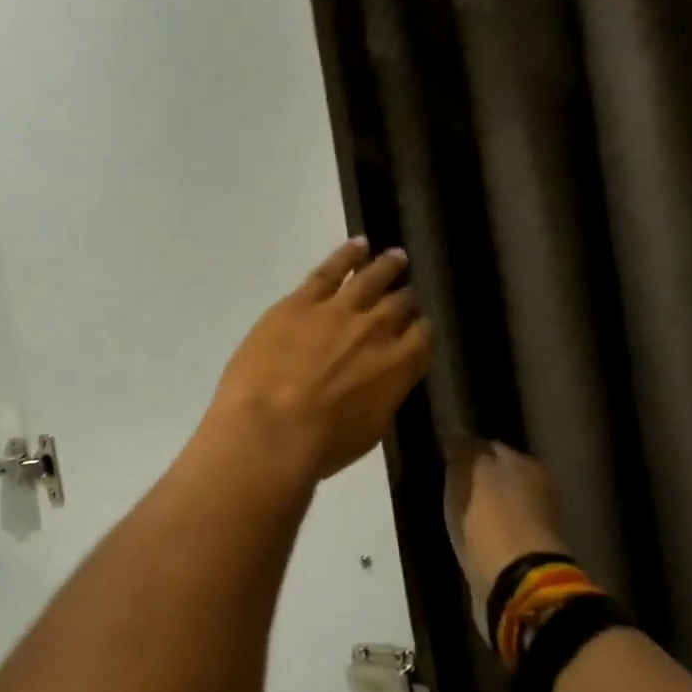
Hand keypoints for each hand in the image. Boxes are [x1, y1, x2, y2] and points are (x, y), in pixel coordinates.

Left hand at [200, 240, 431, 485]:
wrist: (270, 430)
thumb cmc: (320, 446)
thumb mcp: (367, 429)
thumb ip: (380, 397)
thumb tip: (381, 382)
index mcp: (398, 367)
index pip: (421, 338)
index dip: (420, 330)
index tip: (418, 326)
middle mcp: (376, 331)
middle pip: (398, 305)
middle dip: (405, 297)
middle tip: (408, 289)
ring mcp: (337, 311)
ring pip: (369, 279)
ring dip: (385, 266)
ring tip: (394, 256)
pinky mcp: (299, 302)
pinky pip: (328, 270)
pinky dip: (345, 256)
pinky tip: (357, 245)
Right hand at [443, 438, 569, 622]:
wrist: (513, 579)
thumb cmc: (490, 517)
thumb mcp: (468, 472)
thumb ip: (462, 448)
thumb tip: (453, 431)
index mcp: (526, 465)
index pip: (490, 445)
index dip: (465, 447)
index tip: (442, 453)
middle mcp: (536, 490)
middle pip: (497, 474)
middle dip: (474, 476)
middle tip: (444, 479)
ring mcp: (532, 524)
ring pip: (496, 503)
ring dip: (478, 504)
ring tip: (451, 506)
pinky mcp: (522, 552)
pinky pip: (495, 529)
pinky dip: (481, 528)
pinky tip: (464, 530)